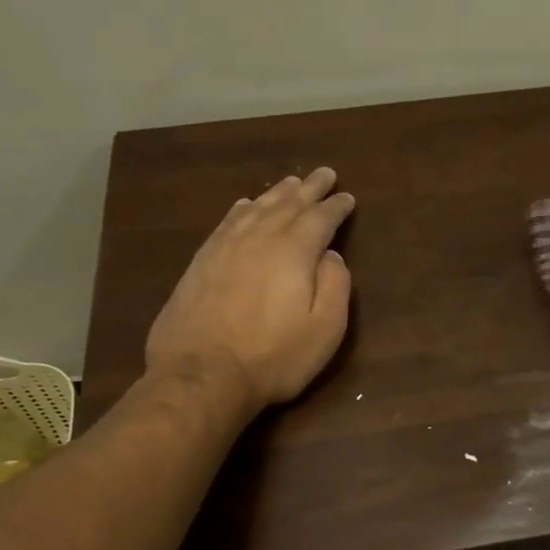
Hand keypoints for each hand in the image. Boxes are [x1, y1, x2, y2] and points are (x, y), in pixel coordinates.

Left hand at [145, 168, 355, 414]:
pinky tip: (245, 205)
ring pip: (256, 208)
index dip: (336, 206)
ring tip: (290, 183)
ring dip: (277, 193)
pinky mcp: (201, 262)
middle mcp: (259, 238)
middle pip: (288, 204)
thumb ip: (335, 285)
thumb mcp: (325, 329)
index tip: (347, 197)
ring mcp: (225, 247)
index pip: (320, 218)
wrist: (202, 375)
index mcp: (294, 251)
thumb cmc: (273, 357)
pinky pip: (227, 222)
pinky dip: (242, 209)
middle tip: (324, 174)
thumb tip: (332, 255)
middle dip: (309, 188)